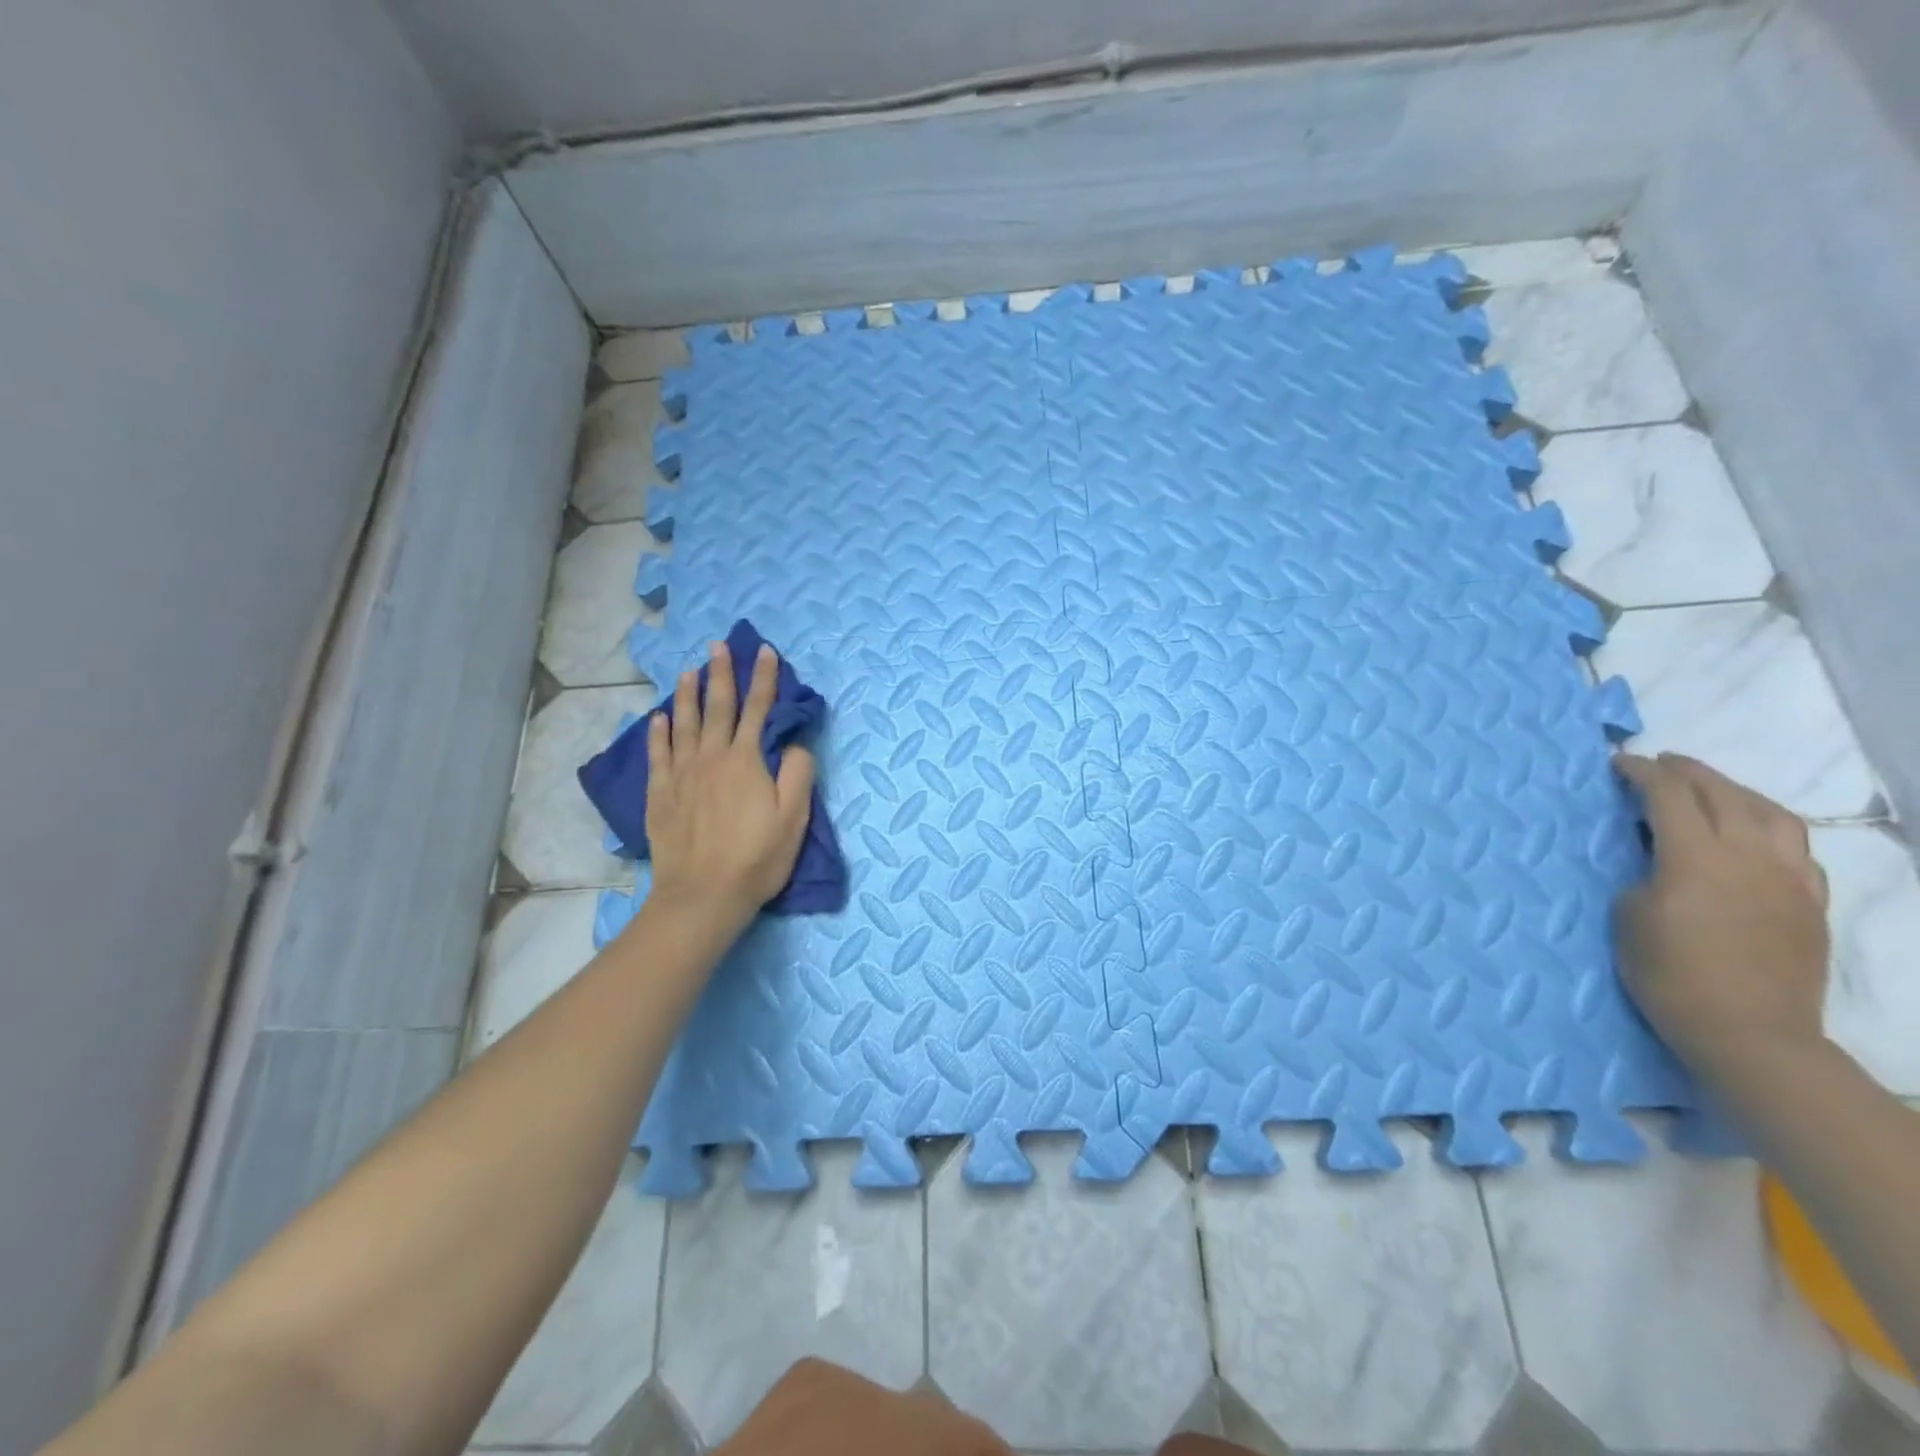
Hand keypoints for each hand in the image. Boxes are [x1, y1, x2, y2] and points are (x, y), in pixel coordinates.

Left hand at [645, 640, 816, 933]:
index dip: (763, 678)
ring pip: (684, 724)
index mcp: (746, 761)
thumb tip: (794, 744)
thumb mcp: (794, 818)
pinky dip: (658, 732)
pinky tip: (659, 718)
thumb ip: (798, 774)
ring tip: (689, 671)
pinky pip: (658, 754)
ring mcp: (682, 775)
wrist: (703, 895)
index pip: (758, 709)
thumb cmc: (756, 858)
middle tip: (718, 645)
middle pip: (717, 707)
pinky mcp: (661, 795)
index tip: (764, 651)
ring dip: (688, 695)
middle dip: (721, 674)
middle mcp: (711, 758)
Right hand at [1613, 752, 1829, 1080]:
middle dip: (1688, 771)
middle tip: (1660, 763)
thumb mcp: (1629, 916)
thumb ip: (1646, 874)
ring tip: (1712, 789)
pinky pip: (1796, 847)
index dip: (1640, 773)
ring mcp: (1790, 878)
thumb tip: (1659, 861)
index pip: (1668, 796)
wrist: (1748, 1032)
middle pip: (1723, 794)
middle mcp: (1749, 856)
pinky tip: (1754, 835)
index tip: (1618, 763)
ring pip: (1772, 813)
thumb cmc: (1668, 973)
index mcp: (1696, 857)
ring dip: (1736, 791)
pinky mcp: (1810, 902)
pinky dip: (1769, 826)